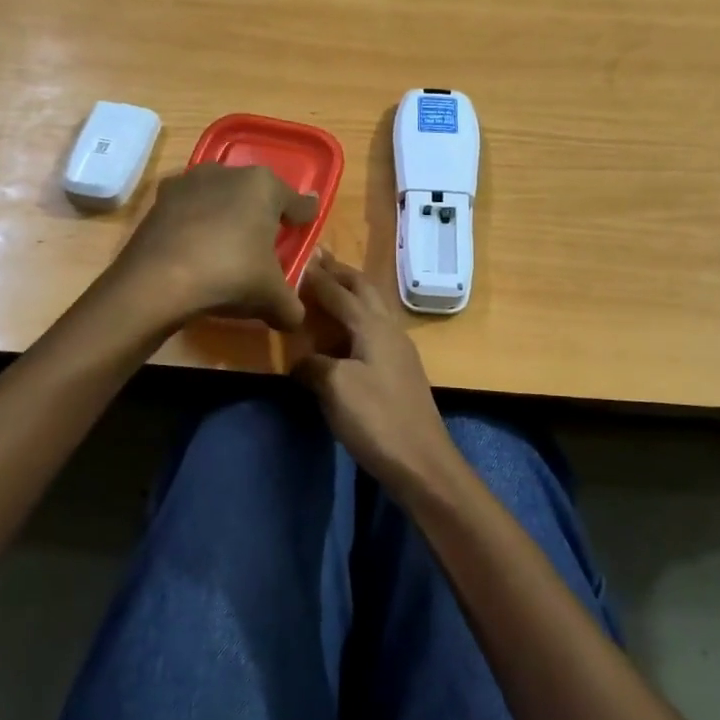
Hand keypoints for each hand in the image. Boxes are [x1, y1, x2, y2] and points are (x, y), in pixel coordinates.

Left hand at [112, 163, 318, 329]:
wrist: (157, 281)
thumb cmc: (230, 275)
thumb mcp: (272, 298)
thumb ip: (291, 306)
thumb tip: (295, 318)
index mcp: (265, 186)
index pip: (295, 201)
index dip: (304, 215)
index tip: (308, 219)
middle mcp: (228, 173)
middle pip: (255, 194)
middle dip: (262, 213)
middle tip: (266, 240)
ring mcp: (190, 182)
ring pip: (220, 197)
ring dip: (226, 215)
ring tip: (228, 244)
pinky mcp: (160, 199)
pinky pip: (190, 210)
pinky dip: (196, 224)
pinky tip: (196, 249)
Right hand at [296, 252, 459, 497]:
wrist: (421, 461)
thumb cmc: (376, 418)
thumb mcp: (335, 388)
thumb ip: (313, 365)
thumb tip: (300, 361)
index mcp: (372, 325)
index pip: (339, 291)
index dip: (317, 276)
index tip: (297, 258)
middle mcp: (389, 329)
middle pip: (364, 289)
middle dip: (340, 273)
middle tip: (317, 260)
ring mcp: (398, 349)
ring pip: (372, 308)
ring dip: (351, 293)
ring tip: (328, 288)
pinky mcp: (399, 370)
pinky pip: (374, 329)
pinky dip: (355, 319)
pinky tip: (344, 332)